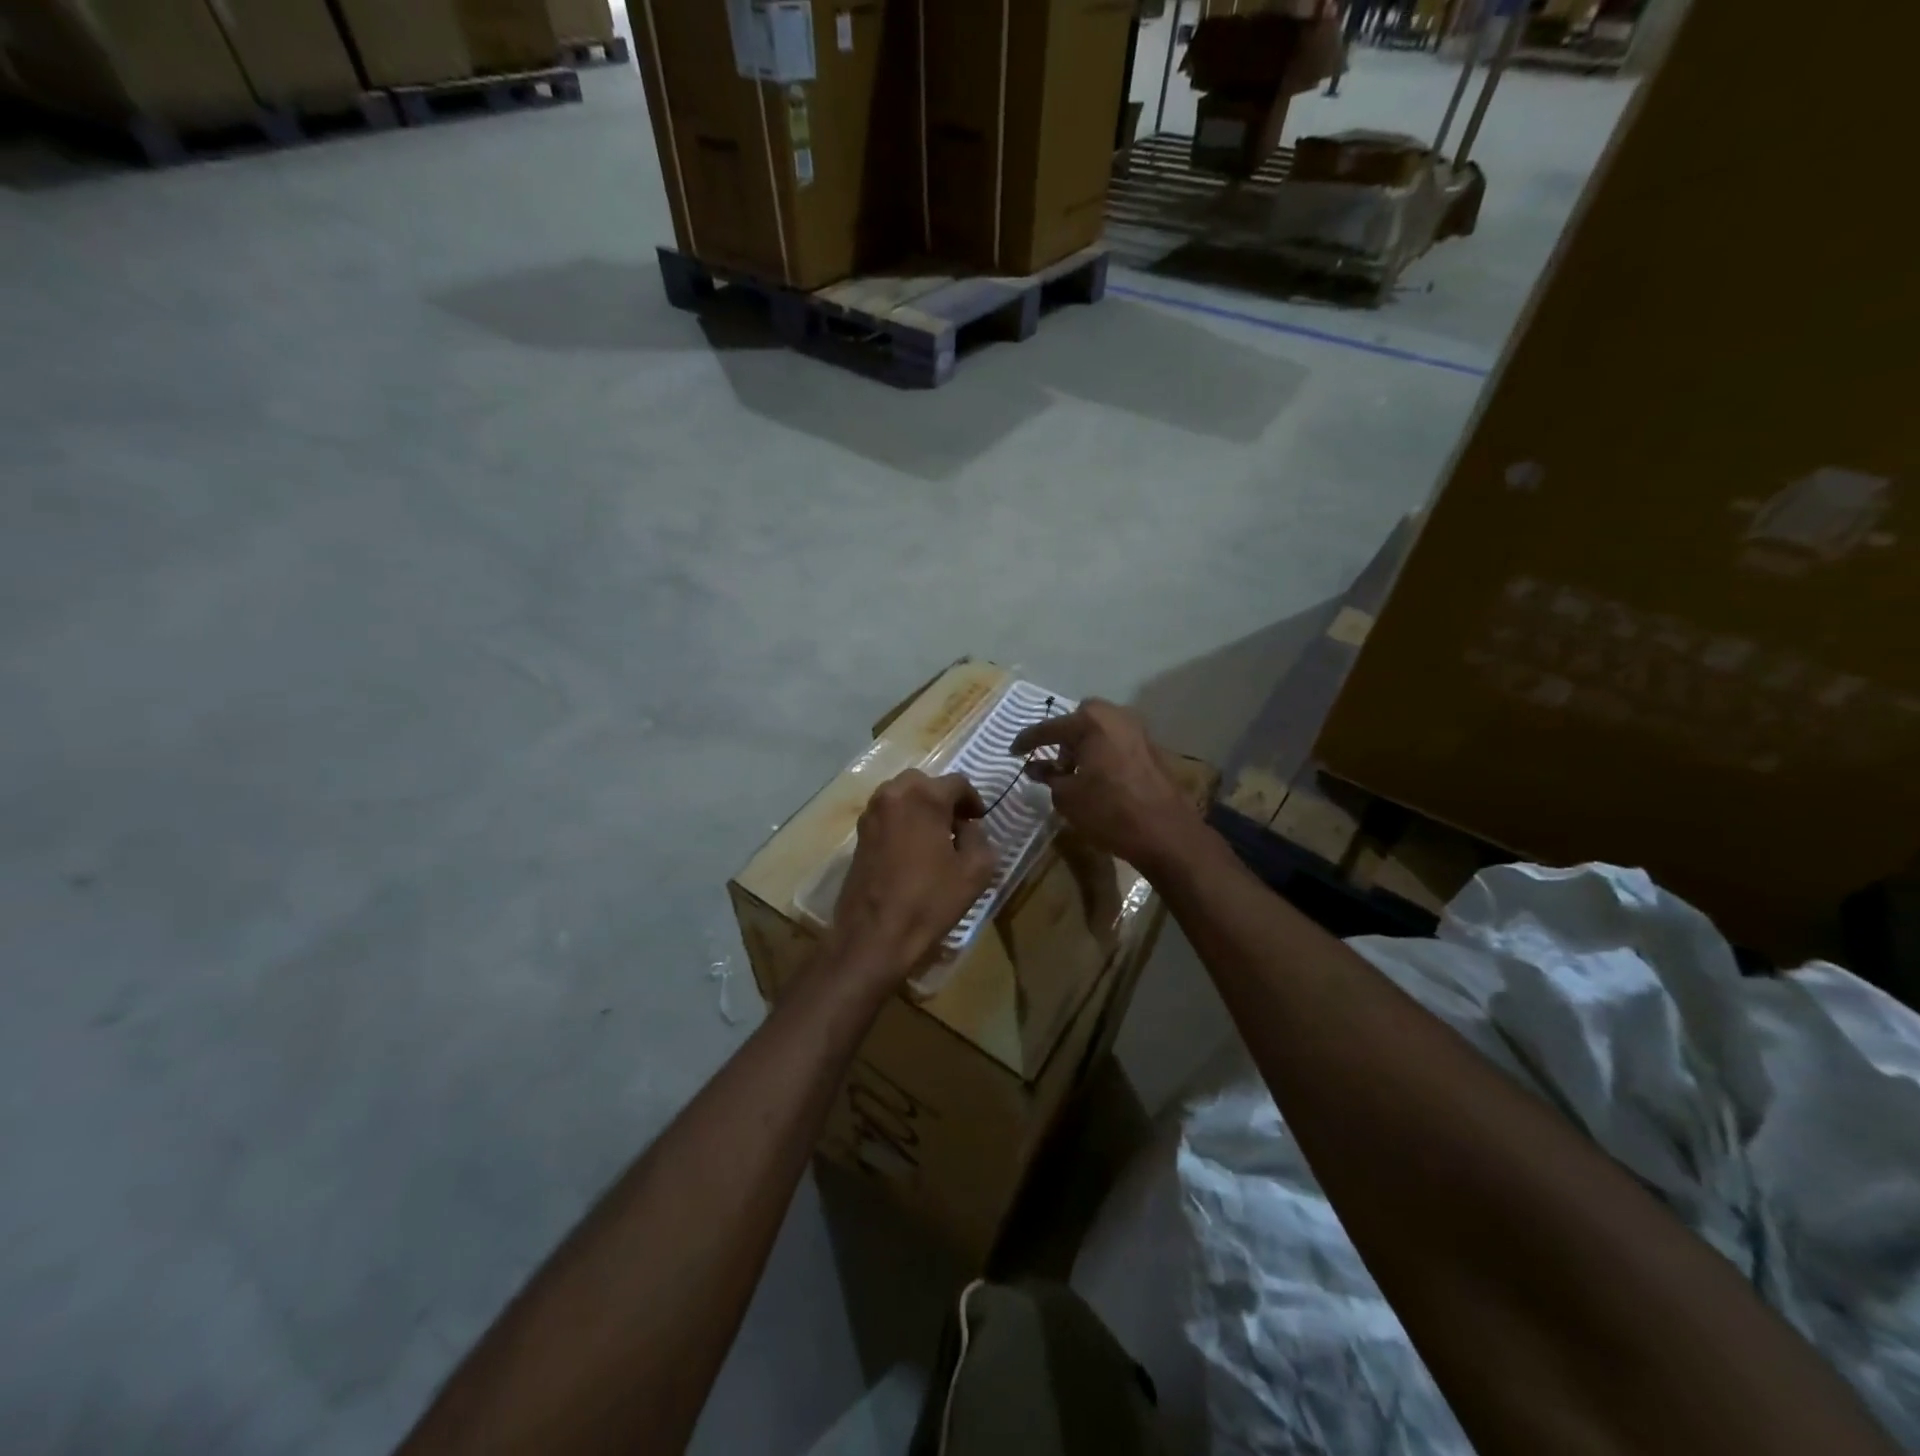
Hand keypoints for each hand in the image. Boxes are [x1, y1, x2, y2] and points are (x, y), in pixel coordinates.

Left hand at [829, 770, 996, 988]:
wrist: (875, 935)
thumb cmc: (929, 901)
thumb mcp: (975, 871)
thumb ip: (980, 838)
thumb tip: (969, 828)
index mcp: (925, 797)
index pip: (958, 782)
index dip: (973, 800)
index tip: (979, 821)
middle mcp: (894, 794)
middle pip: (925, 782)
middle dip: (944, 799)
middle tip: (957, 825)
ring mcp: (871, 813)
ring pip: (902, 795)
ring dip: (920, 807)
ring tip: (934, 837)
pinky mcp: (859, 834)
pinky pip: (887, 813)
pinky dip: (902, 820)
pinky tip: (912, 849)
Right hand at [1011, 700, 1201, 875]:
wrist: (1165, 832)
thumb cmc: (1109, 811)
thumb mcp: (1067, 797)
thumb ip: (1048, 776)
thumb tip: (1036, 767)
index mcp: (1091, 722)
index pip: (1049, 728)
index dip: (1027, 741)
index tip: (1012, 751)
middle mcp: (1116, 716)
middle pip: (1080, 719)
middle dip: (1063, 737)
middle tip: (1052, 762)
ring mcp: (1138, 730)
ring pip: (1101, 728)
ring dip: (1084, 744)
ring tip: (1074, 772)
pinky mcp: (1151, 748)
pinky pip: (1117, 741)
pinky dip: (1102, 752)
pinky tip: (1097, 776)